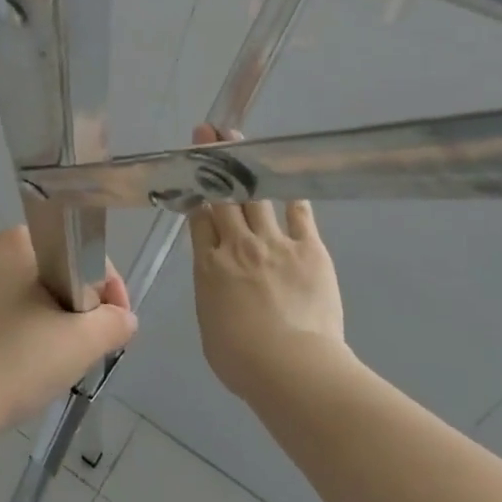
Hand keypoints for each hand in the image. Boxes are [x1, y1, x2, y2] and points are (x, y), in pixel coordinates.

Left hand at [0, 227, 136, 439]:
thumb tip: (123, 318)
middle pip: (50, 272)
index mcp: (17, 239)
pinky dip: (11, 334)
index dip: (106, 290)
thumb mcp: (79, 343)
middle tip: (82, 350)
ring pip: (21, 295)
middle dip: (74, 308)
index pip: (78, 252)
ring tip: (50, 365)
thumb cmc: (12, 361)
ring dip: (44, 323)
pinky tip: (13, 368)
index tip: (112, 328)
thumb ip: (113, 323)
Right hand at [187, 124, 346, 400]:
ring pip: (255, 196)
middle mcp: (237, 245)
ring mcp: (274, 243)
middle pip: (222, 197)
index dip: (195, 192)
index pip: (198, 219)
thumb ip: (212, 294)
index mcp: (208, 266)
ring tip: (237, 139)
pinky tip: (289, 175)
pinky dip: (292, 194)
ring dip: (245, 166)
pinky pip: (299, 214)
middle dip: (213, 163)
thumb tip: (218, 283)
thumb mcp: (209, 324)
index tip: (193, 172)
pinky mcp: (309, 249)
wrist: (292, 367)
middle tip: (207, 134)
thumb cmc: (242, 360)